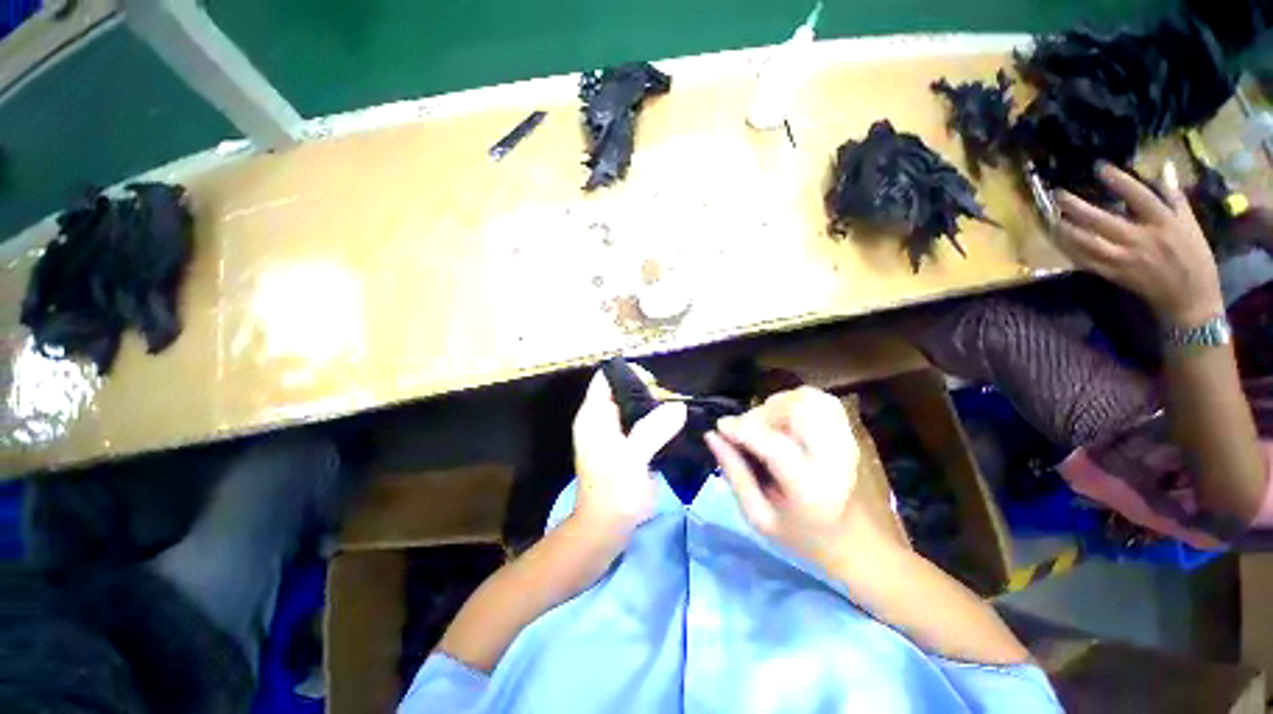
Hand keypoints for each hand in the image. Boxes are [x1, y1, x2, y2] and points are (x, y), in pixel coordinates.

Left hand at [571, 368, 685, 544]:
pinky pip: (639, 422)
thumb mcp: (633, 458)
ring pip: (633, 406)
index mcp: (594, 415)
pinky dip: (654, 420)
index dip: (629, 373)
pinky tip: (671, 426)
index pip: (607, 378)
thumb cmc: (614, 492)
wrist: (606, 528)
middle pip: (622, 389)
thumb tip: (678, 406)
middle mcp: (600, 419)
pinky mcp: (623, 444)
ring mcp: (611, 432)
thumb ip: (654, 429)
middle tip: (670, 400)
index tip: (655, 383)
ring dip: (653, 405)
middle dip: (646, 390)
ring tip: (675, 411)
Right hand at [705, 387, 865, 562]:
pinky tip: (784, 420)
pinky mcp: (849, 431)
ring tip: (765, 426)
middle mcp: (834, 458)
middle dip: (760, 415)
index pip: (775, 446)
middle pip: (795, 411)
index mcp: (811, 489)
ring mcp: (847, 440)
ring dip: (777, 405)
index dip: (742, 429)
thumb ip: (733, 473)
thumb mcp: (758, 516)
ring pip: (807, 398)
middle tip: (745, 431)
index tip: (720, 426)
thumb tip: (711, 436)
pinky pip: (818, 398)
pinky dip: (794, 401)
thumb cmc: (803, 536)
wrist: (860, 544)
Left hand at [1054, 162, 1223, 326]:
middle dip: (1076, 207)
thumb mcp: (1190, 223)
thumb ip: (1173, 195)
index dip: (1118, 180)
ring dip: (1066, 230)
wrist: (1189, 297)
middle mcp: (1141, 240)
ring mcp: (1125, 259)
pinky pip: (1086, 262)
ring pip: (1087, 243)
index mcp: (1163, 223)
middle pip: (1102, 220)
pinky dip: (1070, 251)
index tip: (1098, 166)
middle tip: (1058, 194)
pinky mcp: (1114, 275)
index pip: (1138, 196)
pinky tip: (1058, 240)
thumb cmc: (1194, 256)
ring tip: (1051, 217)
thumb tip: (1164, 167)